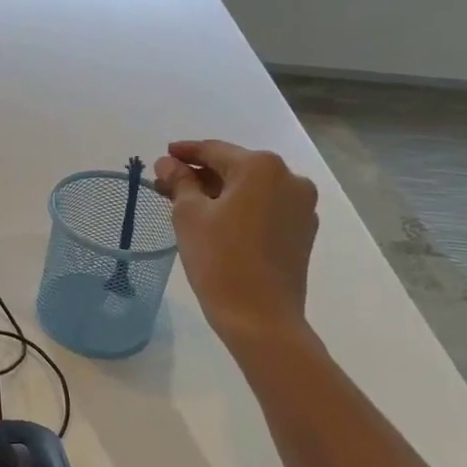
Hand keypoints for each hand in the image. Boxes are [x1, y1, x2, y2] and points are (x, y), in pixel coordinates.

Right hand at [153, 138, 318, 342]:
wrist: (260, 316)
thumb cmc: (219, 258)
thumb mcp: (188, 215)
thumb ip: (179, 181)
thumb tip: (168, 163)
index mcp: (261, 167)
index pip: (214, 150)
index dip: (185, 152)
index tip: (163, 156)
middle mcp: (289, 178)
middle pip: (235, 167)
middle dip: (201, 174)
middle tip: (168, 184)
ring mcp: (301, 206)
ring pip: (252, 189)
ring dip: (221, 191)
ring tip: (189, 204)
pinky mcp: (303, 231)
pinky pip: (265, 208)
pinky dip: (241, 208)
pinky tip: (218, 222)